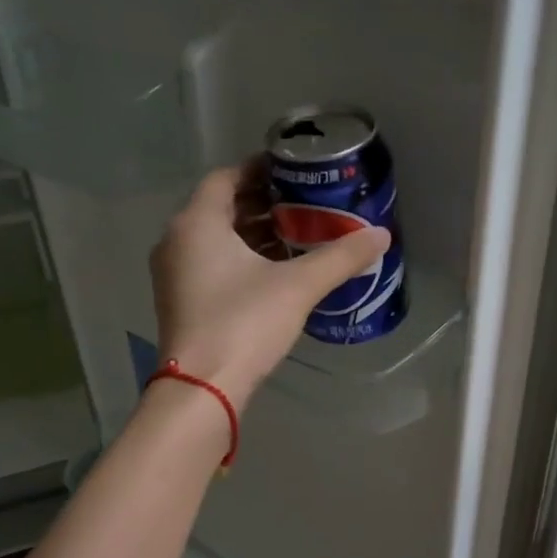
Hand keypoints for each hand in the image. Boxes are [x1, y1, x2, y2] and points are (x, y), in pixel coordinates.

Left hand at [149, 163, 391, 405]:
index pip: (226, 177)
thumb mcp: (298, 287)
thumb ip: (340, 257)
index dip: (260, 170)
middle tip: (303, 203)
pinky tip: (275, 272)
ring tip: (297, 235)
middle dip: (262, 204)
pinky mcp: (181, 302)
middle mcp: (177, 241)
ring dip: (253, 234)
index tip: (293, 171)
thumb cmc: (244, 323)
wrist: (203, 387)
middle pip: (221, 208)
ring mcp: (174, 274)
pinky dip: (241, 260)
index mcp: (197, 223)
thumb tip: (382, 235)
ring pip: (216, 240)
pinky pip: (211, 265)